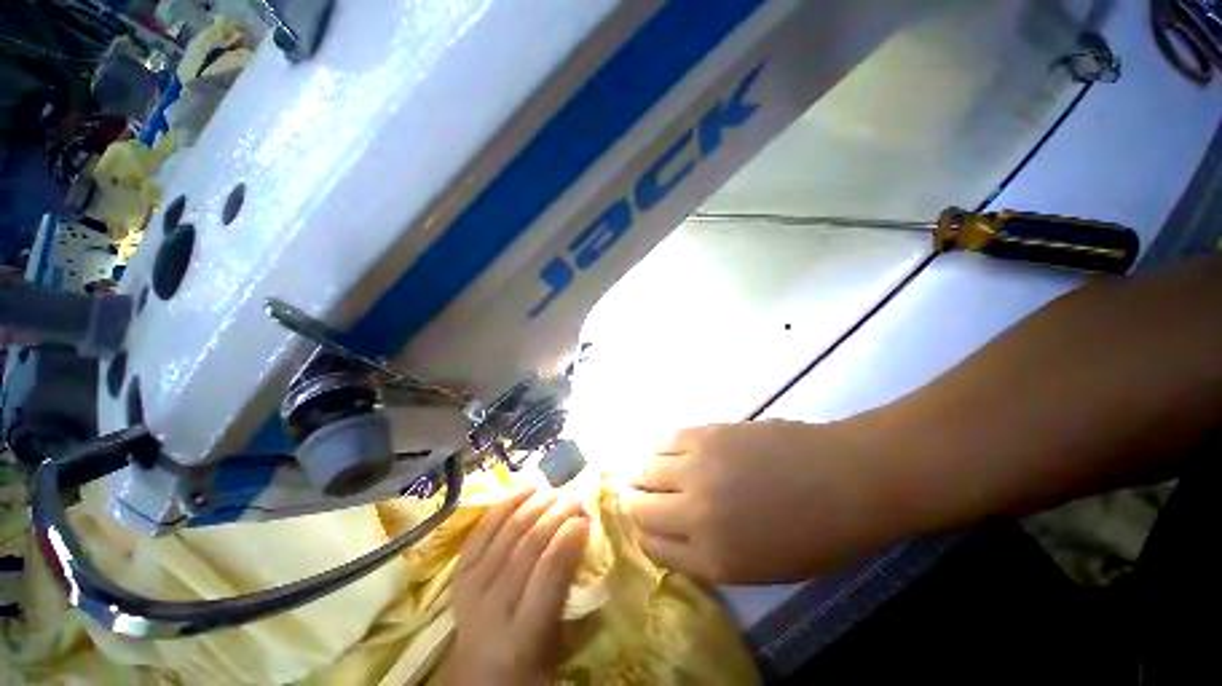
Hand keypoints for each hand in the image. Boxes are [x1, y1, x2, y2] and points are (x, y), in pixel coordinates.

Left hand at [443, 488, 589, 685]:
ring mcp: (472, 586)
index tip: (586, 519)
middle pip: (528, 544)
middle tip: (577, 496)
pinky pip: (484, 528)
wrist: (475, 678)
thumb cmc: (528, 667)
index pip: (549, 572)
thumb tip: (594, 550)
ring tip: (557, 491)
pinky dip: (507, 504)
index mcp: (523, 636)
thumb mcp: (560, 649)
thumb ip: (576, 602)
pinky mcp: (459, 572)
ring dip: (537, 504)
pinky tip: (527, 490)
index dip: (569, 538)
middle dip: (557, 513)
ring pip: (508, 530)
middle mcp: (493, 607)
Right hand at [627, 420, 889, 583]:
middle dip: (636, 503)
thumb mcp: (758, 567)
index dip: (643, 535)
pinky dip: (660, 448)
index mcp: (711, 558)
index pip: (651, 546)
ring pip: (645, 469)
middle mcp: (694, 513)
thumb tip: (674, 530)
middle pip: (639, 507)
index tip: (646, 525)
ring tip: (653, 470)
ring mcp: (697, 468)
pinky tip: (669, 450)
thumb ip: (708, 553)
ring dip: (644, 472)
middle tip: (642, 495)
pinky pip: (665, 440)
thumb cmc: (811, 534)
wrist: (843, 480)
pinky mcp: (705, 434)